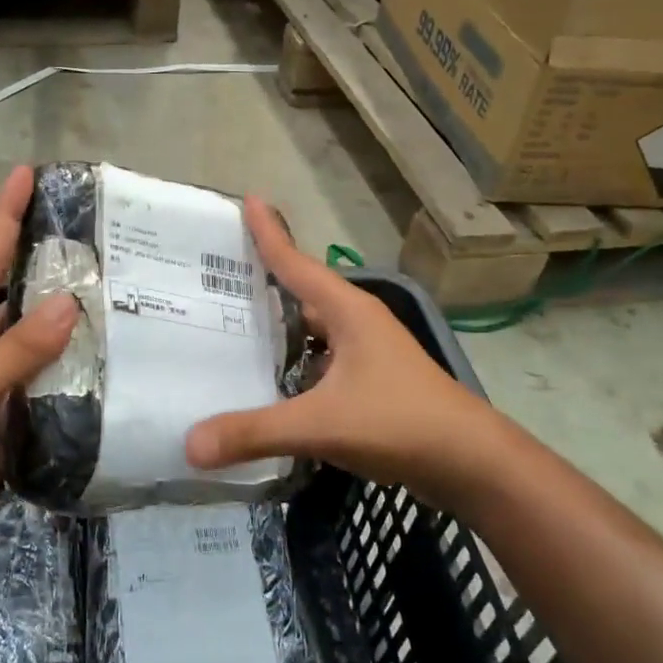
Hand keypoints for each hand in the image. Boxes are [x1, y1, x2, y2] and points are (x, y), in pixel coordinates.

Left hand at [0, 167, 77, 576]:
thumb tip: (70, 303)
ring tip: (118, 294)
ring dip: (65, 321)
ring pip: (31, 339)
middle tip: (100, 239)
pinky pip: (40, 380)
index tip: (28, 173)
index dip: (5, 216)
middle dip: (48, 266)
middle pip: (11, 295)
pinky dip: (69, 368)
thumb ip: (13, 353)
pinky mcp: (1, 415)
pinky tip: (107, 358)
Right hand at [186, 197, 504, 516]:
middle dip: (261, 284)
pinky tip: (268, 383)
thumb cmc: (400, 423)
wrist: (472, 464)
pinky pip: (320, 362)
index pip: (296, 262)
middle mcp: (356, 323)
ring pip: (311, 331)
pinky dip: (293, 365)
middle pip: (301, 293)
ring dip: (277, 329)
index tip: (247, 199)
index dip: (269, 232)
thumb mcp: (322, 425)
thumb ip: (256, 432)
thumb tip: (190, 445)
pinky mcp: (371, 384)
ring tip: (229, 330)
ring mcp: (367, 353)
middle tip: (214, 278)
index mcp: (347, 311)